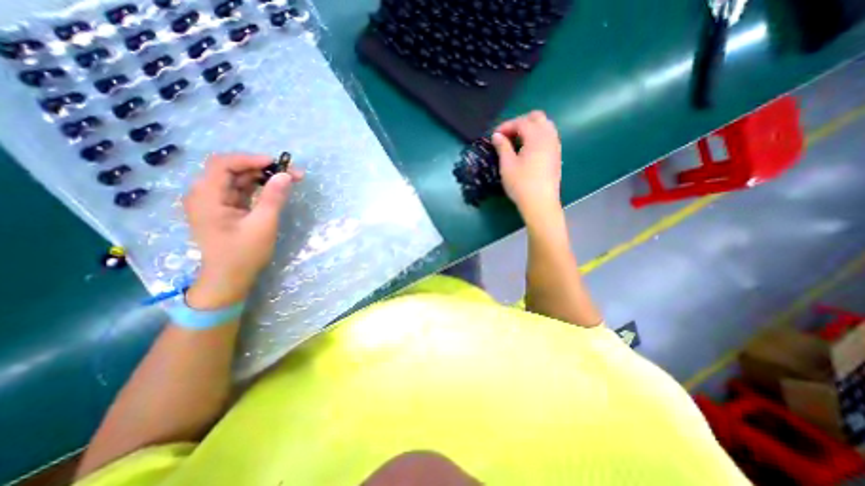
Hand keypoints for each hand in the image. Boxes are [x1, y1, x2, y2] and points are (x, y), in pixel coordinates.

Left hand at [183, 154, 302, 308]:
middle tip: (291, 173)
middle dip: (262, 168)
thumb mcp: (262, 225)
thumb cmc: (243, 253)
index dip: (250, 159)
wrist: (229, 278)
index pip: (223, 164)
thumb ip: (273, 198)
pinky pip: (242, 191)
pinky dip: (259, 187)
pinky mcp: (226, 209)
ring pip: (239, 179)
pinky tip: (276, 188)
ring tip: (289, 179)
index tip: (277, 163)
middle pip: (232, 170)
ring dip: (263, 177)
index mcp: (206, 197)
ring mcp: (215, 202)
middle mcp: (206, 195)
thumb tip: (286, 175)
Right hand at [494, 111, 560, 220]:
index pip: (521, 122)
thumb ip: (502, 147)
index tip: (494, 135)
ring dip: (530, 128)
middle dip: (520, 122)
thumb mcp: (507, 165)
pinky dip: (537, 136)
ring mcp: (555, 146)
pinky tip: (527, 149)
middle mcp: (549, 137)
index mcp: (536, 137)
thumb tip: (497, 135)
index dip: (506, 126)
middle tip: (507, 135)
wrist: (540, 203)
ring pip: (545, 126)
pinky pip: (549, 137)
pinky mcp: (556, 156)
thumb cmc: (521, 184)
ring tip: (517, 141)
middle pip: (537, 118)